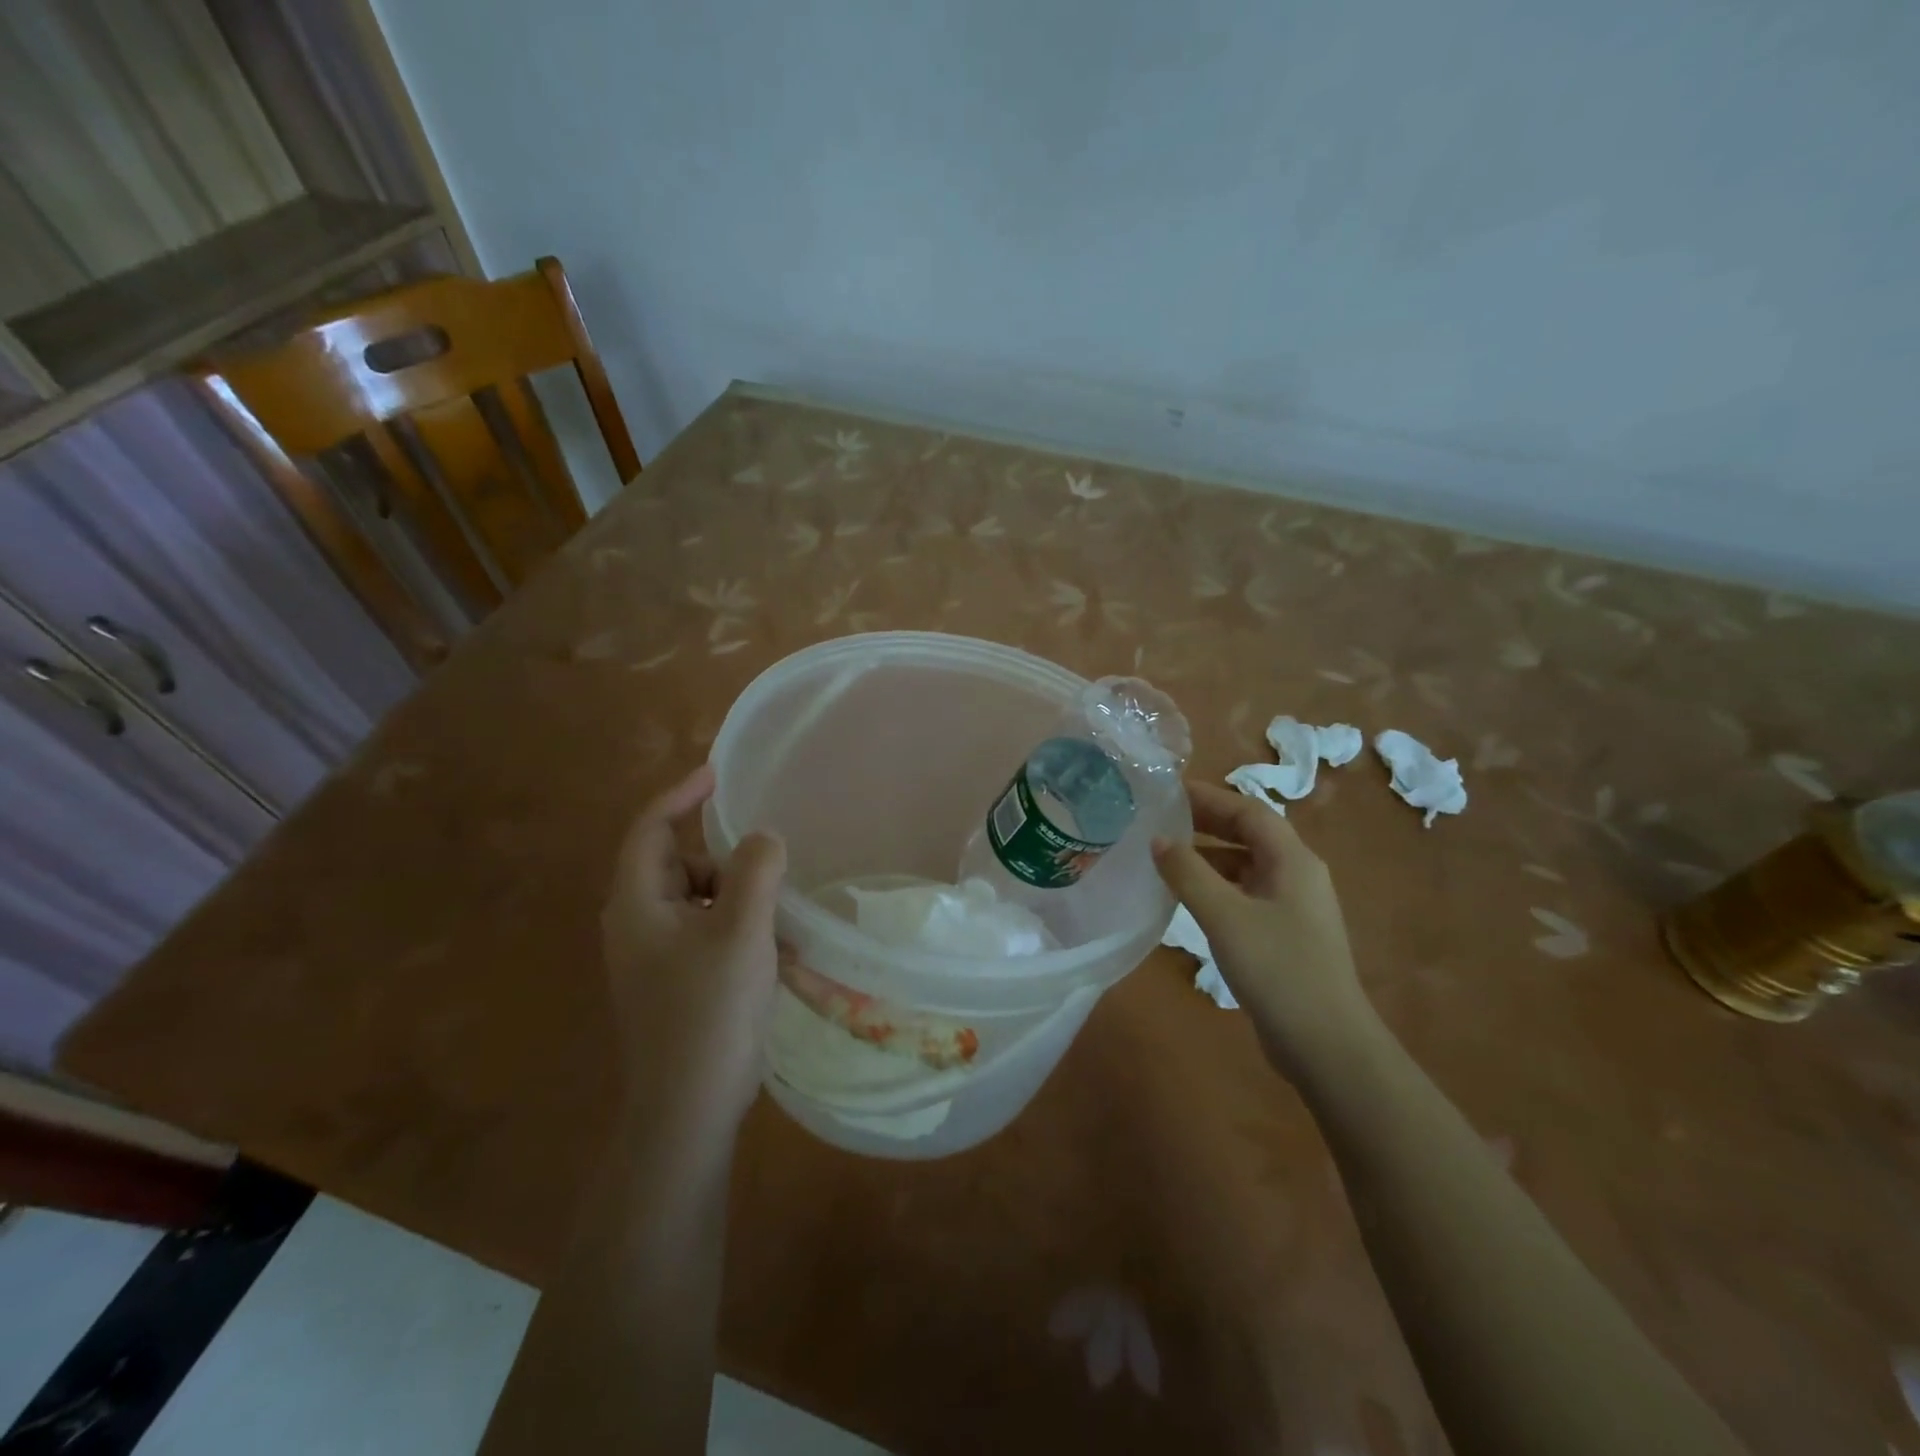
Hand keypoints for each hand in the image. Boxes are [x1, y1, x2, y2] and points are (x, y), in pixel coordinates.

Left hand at [600, 763, 786, 1133]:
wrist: (688, 1109)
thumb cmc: (711, 1011)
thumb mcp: (743, 931)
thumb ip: (756, 871)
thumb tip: (763, 837)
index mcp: (638, 904)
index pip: (650, 829)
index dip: (682, 795)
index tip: (719, 776)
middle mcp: (637, 924)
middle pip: (678, 864)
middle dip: (725, 861)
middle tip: (768, 875)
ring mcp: (654, 956)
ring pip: (699, 900)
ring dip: (739, 899)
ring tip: (778, 922)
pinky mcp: (674, 981)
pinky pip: (708, 932)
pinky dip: (738, 929)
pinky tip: (774, 954)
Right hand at [1153, 780, 1377, 1079]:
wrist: (1327, 1045)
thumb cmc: (1278, 969)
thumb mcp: (1225, 916)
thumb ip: (1188, 873)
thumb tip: (1158, 838)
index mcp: (1293, 860)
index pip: (1249, 811)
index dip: (1209, 797)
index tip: (1168, 792)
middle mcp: (1298, 875)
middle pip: (1250, 834)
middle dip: (1207, 823)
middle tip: (1161, 818)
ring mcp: (1293, 908)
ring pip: (1246, 866)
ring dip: (1209, 856)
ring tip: (1165, 856)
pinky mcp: (1284, 935)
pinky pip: (1245, 894)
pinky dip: (1216, 886)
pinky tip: (1188, 899)